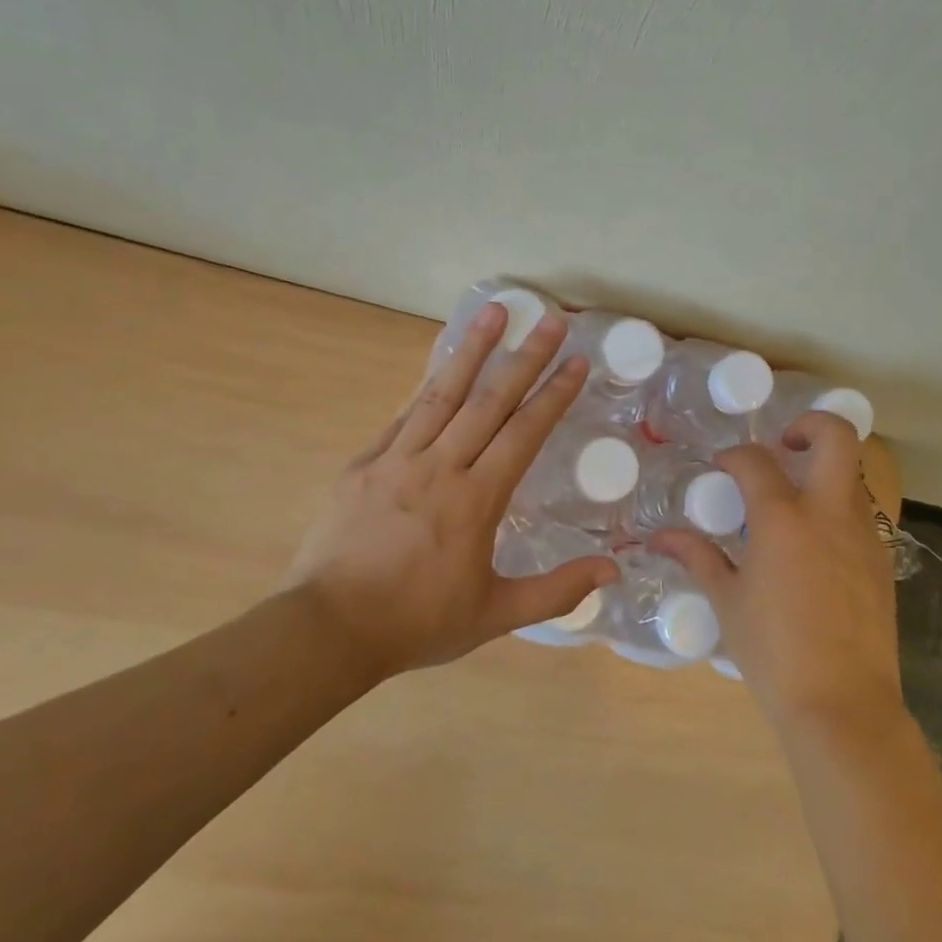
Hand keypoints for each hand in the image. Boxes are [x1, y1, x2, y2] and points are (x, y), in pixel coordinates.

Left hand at [282, 302, 618, 680]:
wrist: (328, 629)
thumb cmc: (418, 622)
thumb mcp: (496, 614)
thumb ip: (557, 591)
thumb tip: (613, 571)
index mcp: (476, 499)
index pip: (524, 433)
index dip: (554, 394)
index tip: (576, 361)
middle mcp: (440, 466)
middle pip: (489, 400)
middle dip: (525, 357)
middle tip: (550, 319)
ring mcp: (397, 459)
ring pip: (441, 393)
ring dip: (471, 349)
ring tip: (493, 311)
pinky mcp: (363, 463)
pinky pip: (402, 414)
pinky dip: (424, 383)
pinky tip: (438, 362)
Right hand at [652, 412, 904, 735]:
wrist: (843, 704)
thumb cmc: (773, 653)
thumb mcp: (727, 602)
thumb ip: (698, 558)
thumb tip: (661, 537)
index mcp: (783, 519)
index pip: (756, 461)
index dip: (734, 456)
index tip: (722, 467)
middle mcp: (828, 513)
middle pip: (836, 436)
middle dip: (809, 425)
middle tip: (784, 446)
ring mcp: (863, 534)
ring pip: (852, 475)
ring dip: (823, 472)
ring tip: (794, 503)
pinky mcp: (882, 559)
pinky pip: (860, 514)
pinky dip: (836, 510)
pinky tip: (814, 547)